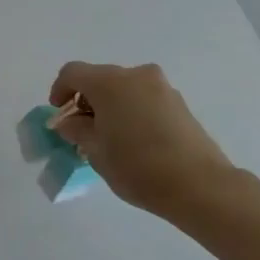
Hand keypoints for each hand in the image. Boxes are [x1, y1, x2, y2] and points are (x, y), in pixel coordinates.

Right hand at [48, 61, 240, 218]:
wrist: (200, 185)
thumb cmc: (138, 167)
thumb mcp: (96, 151)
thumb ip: (77, 130)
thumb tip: (70, 122)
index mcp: (109, 82)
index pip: (73, 73)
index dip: (60, 90)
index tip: (60, 115)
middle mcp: (135, 75)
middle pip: (100, 78)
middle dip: (87, 100)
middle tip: (83, 130)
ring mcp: (161, 88)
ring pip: (124, 88)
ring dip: (111, 106)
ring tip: (111, 137)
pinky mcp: (179, 103)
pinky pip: (144, 99)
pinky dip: (132, 111)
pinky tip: (135, 140)